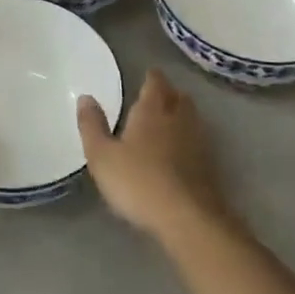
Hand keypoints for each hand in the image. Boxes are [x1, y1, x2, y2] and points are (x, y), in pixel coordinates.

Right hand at [78, 69, 232, 242]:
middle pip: (178, 97)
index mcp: (152, 110)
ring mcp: (198, 142)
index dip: (152, 77)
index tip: (147, 75)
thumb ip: (92, 126)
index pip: (156, 82)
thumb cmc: (138, 181)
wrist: (187, 218)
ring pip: (192, 118)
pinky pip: (198, 141)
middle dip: (169, 93)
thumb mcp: (102, 156)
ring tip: (168, 120)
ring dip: (182, 115)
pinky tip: (180, 151)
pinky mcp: (209, 166)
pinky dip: (189, 139)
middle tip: (157, 96)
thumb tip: (85, 97)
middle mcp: (178, 119)